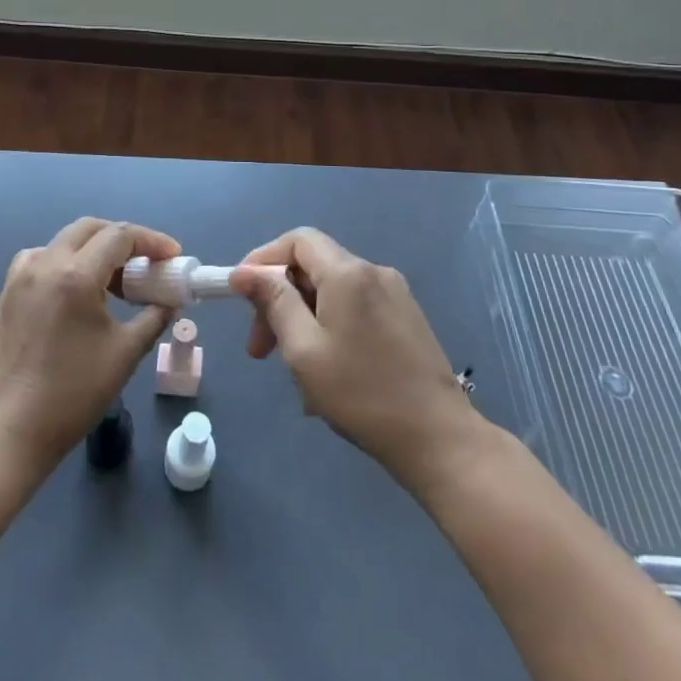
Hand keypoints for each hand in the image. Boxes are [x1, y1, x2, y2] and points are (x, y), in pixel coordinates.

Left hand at [0, 218, 176, 478]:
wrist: (6, 432)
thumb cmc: (71, 395)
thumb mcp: (124, 355)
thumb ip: (152, 319)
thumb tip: (168, 302)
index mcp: (76, 274)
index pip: (120, 236)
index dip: (152, 241)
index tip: (173, 257)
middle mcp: (45, 263)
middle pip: (90, 229)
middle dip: (123, 239)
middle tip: (146, 263)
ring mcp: (20, 276)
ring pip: (64, 241)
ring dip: (93, 249)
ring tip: (114, 280)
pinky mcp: (6, 293)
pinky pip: (41, 259)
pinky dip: (66, 262)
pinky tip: (75, 292)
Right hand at [229, 228, 489, 493]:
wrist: (439, 439)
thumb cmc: (362, 394)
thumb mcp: (304, 349)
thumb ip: (274, 302)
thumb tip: (245, 272)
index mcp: (348, 273)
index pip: (297, 241)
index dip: (264, 260)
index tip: (241, 295)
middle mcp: (373, 272)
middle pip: (313, 268)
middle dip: (280, 300)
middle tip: (260, 348)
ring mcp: (395, 295)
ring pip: (332, 293)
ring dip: (303, 321)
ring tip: (294, 372)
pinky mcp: (406, 319)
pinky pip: (354, 310)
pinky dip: (330, 329)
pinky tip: (325, 374)